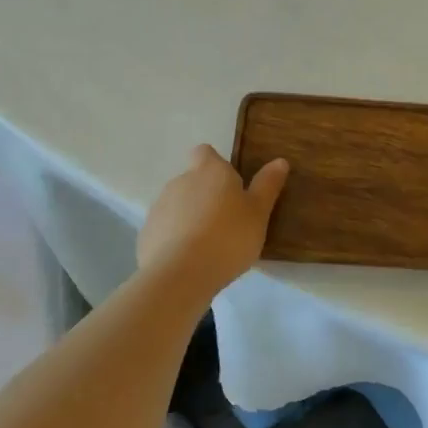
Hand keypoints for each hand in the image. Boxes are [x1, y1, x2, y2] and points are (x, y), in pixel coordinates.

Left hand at [137, 145, 289, 295]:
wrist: (180, 275)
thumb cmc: (228, 237)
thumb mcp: (258, 213)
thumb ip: (267, 186)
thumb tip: (280, 161)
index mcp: (209, 171)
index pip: (205, 152)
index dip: (216, 165)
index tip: (231, 186)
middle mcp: (180, 181)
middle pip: (193, 180)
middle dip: (206, 195)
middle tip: (228, 222)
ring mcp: (159, 207)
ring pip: (178, 205)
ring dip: (191, 217)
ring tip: (209, 245)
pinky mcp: (147, 233)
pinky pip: (165, 230)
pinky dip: (176, 239)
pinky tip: (189, 260)